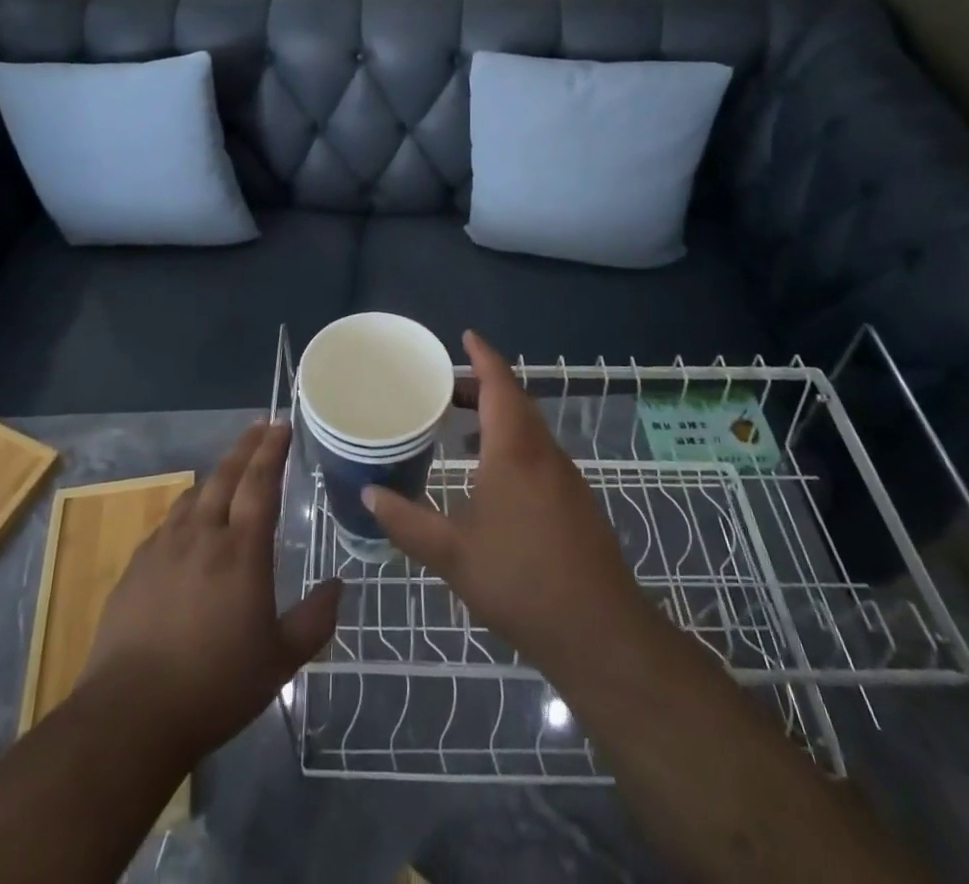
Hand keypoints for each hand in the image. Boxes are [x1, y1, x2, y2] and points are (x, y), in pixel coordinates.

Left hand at [82, 421, 341, 761]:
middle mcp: (202, 535)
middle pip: (225, 475)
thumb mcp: (280, 661)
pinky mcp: (136, 566)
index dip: (272, 450)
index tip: (281, 424)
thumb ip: (314, 620)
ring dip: (216, 475)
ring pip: (194, 494)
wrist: (130, 715)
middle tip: (260, 427)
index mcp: (241, 550)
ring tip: (229, 470)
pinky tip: (189, 523)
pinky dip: (187, 509)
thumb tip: (339, 586)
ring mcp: (163, 547)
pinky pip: (168, 522)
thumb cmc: (215, 686)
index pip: (260, 482)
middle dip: (245, 446)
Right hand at [363, 331, 653, 677]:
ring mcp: (565, 477)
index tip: (465, 336)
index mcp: (514, 450)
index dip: (483, 355)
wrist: (600, 633)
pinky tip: (491, 475)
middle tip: (445, 387)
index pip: (500, 384)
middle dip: (483, 385)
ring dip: (498, 415)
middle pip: (515, 400)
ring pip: (529, 428)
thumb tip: (368, 495)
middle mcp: (543, 452)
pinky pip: (538, 452)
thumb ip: (407, 522)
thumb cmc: (521, 582)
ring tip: (461, 427)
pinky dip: (511, 442)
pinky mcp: (575, 501)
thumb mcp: (452, 555)